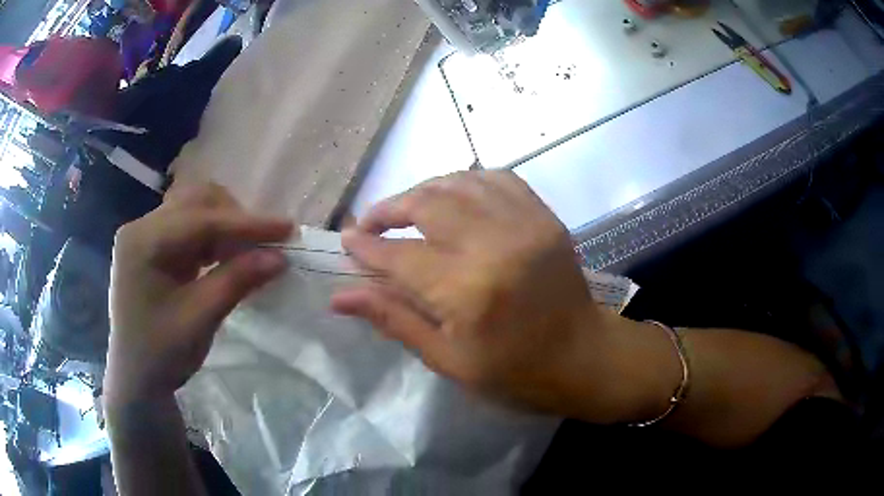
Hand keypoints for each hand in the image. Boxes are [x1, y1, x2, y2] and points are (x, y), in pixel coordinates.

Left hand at [106, 184, 292, 405]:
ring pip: (194, 210)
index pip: (200, 220)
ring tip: (250, 251)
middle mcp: (142, 228)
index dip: (245, 223)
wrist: (136, 379)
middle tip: (265, 245)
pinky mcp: (153, 248)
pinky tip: (228, 257)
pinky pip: (189, 229)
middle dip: (234, 218)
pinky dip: (214, 239)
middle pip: (196, 202)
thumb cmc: (160, 354)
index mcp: (143, 242)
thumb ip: (236, 282)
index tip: (286, 228)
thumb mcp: (199, 320)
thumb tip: (279, 257)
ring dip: (225, 226)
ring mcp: (146, 236)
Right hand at [332, 171, 635, 419]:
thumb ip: (394, 319)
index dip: (365, 247)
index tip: (346, 241)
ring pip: (457, 183)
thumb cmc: (515, 372)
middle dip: (387, 210)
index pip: (398, 256)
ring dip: (422, 192)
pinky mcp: (544, 216)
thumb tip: (340, 297)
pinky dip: (465, 182)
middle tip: (370, 225)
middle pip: (425, 203)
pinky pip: (496, 179)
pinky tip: (453, 198)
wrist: (584, 357)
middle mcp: (494, 244)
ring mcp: (524, 223)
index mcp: (468, 290)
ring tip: (405, 211)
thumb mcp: (448, 360)